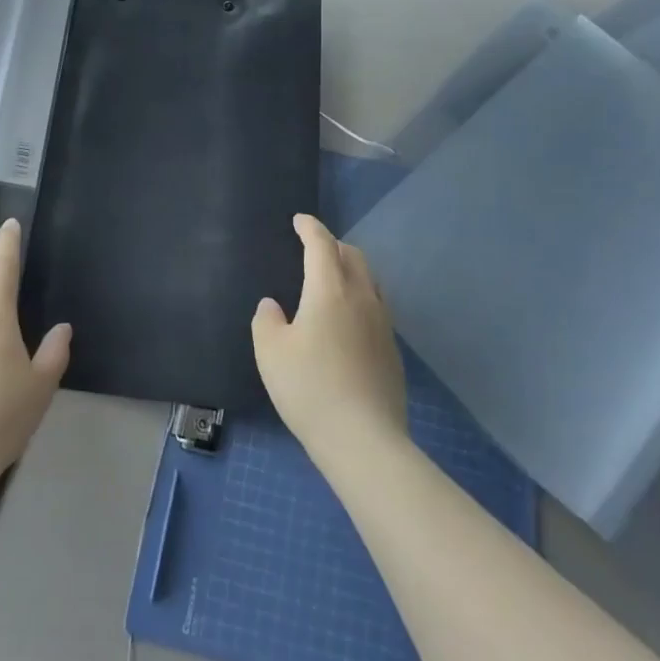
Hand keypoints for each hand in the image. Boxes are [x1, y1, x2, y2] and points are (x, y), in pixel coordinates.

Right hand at [252, 215, 407, 473]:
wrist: (363, 440)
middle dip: (333, 245)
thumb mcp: (270, 352)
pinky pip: (376, 306)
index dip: (310, 228)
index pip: (322, 245)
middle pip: (353, 256)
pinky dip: (360, 297)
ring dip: (351, 269)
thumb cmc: (309, 388)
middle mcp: (361, 297)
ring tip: (333, 279)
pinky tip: (348, 320)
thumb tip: (273, 306)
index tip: (300, 220)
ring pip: (369, 280)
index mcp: (329, 290)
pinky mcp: (392, 350)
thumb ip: (267, 321)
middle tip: (314, 248)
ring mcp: (382, 324)